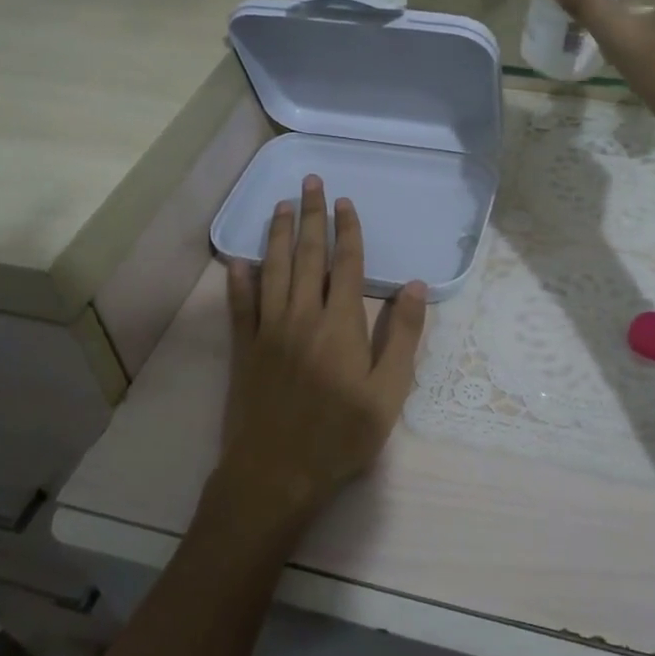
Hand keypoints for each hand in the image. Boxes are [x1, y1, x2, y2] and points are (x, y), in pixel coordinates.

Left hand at [210, 175, 427, 534]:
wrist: (277, 473)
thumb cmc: (341, 435)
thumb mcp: (389, 392)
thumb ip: (403, 336)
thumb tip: (415, 286)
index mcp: (340, 324)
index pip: (345, 264)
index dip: (348, 231)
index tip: (346, 202)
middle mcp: (302, 315)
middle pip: (308, 256)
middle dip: (312, 216)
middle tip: (310, 182)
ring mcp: (268, 330)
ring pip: (274, 270)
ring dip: (279, 235)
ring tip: (281, 205)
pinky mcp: (244, 349)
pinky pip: (240, 305)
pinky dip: (240, 279)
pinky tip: (239, 260)